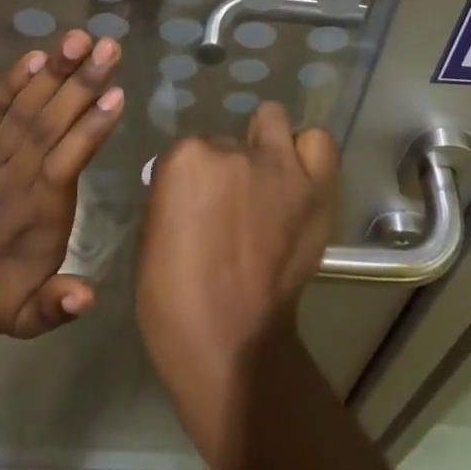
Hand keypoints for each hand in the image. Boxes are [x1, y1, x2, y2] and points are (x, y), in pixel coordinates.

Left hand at [0, 31, 124, 341]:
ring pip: (24, 107)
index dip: (91, 128)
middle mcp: (14, 176)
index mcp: (35, 214)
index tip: (117, 94)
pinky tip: (35, 56)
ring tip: (79, 38)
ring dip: (54, 71)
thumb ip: (55, 306)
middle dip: (83, 82)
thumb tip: (89, 298)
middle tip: (110, 47)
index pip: (67, 162)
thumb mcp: (23, 319)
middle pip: (50, 122)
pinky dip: (11, 81)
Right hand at [135, 103, 338, 414]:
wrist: (232, 346)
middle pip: (230, 138)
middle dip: (229, 162)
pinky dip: (307, 156)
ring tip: (268, 177)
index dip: (192, 179)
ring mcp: (278, 167)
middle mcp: (233, 150)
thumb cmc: (174, 301)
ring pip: (274, 123)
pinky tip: (298, 179)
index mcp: (186, 159)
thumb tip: (189, 187)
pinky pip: (317, 145)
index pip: (189, 148)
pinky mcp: (313, 188)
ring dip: (269, 145)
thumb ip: (173, 195)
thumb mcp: (152, 234)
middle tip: (232, 198)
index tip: (195, 205)